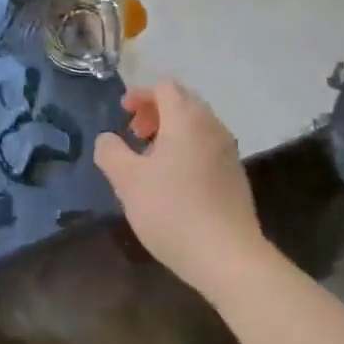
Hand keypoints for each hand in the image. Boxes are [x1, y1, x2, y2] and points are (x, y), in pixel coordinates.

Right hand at [93, 81, 269, 303]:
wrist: (228, 256)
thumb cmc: (172, 210)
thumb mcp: (127, 181)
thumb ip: (111, 152)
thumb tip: (107, 139)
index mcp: (187, 119)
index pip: (164, 87)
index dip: (140, 95)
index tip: (123, 114)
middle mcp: (212, 126)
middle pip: (183, 102)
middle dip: (155, 112)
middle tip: (134, 136)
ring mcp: (228, 151)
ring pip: (196, 125)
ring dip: (171, 132)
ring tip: (150, 161)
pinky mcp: (236, 176)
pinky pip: (207, 147)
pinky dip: (187, 149)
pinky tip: (174, 182)